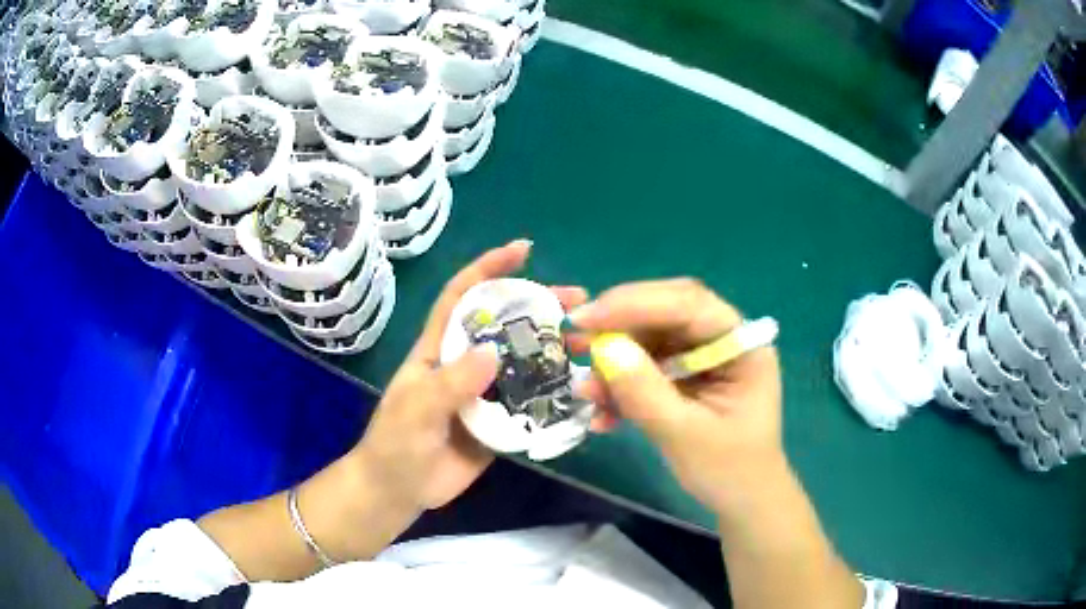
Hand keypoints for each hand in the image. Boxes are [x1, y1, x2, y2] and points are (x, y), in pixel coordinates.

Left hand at [354, 240, 588, 510]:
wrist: (399, 491)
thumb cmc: (395, 444)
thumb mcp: (416, 410)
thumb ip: (450, 383)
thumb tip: (493, 352)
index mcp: (438, 350)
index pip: (462, 297)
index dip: (489, 269)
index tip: (523, 251)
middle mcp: (465, 364)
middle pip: (504, 325)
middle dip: (538, 306)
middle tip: (578, 301)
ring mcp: (485, 393)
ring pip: (523, 363)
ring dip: (553, 349)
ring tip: (589, 343)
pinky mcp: (500, 422)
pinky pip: (530, 402)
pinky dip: (554, 393)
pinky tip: (582, 388)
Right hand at [568, 279, 784, 514]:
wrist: (742, 503)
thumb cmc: (729, 471)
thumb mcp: (685, 435)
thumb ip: (645, 393)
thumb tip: (604, 349)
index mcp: (741, 344)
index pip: (688, 304)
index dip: (635, 304)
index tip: (586, 319)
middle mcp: (722, 340)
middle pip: (666, 313)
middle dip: (619, 325)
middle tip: (575, 338)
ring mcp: (702, 358)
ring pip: (650, 341)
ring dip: (614, 363)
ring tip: (586, 390)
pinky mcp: (684, 378)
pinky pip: (646, 369)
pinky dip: (621, 387)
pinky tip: (602, 415)